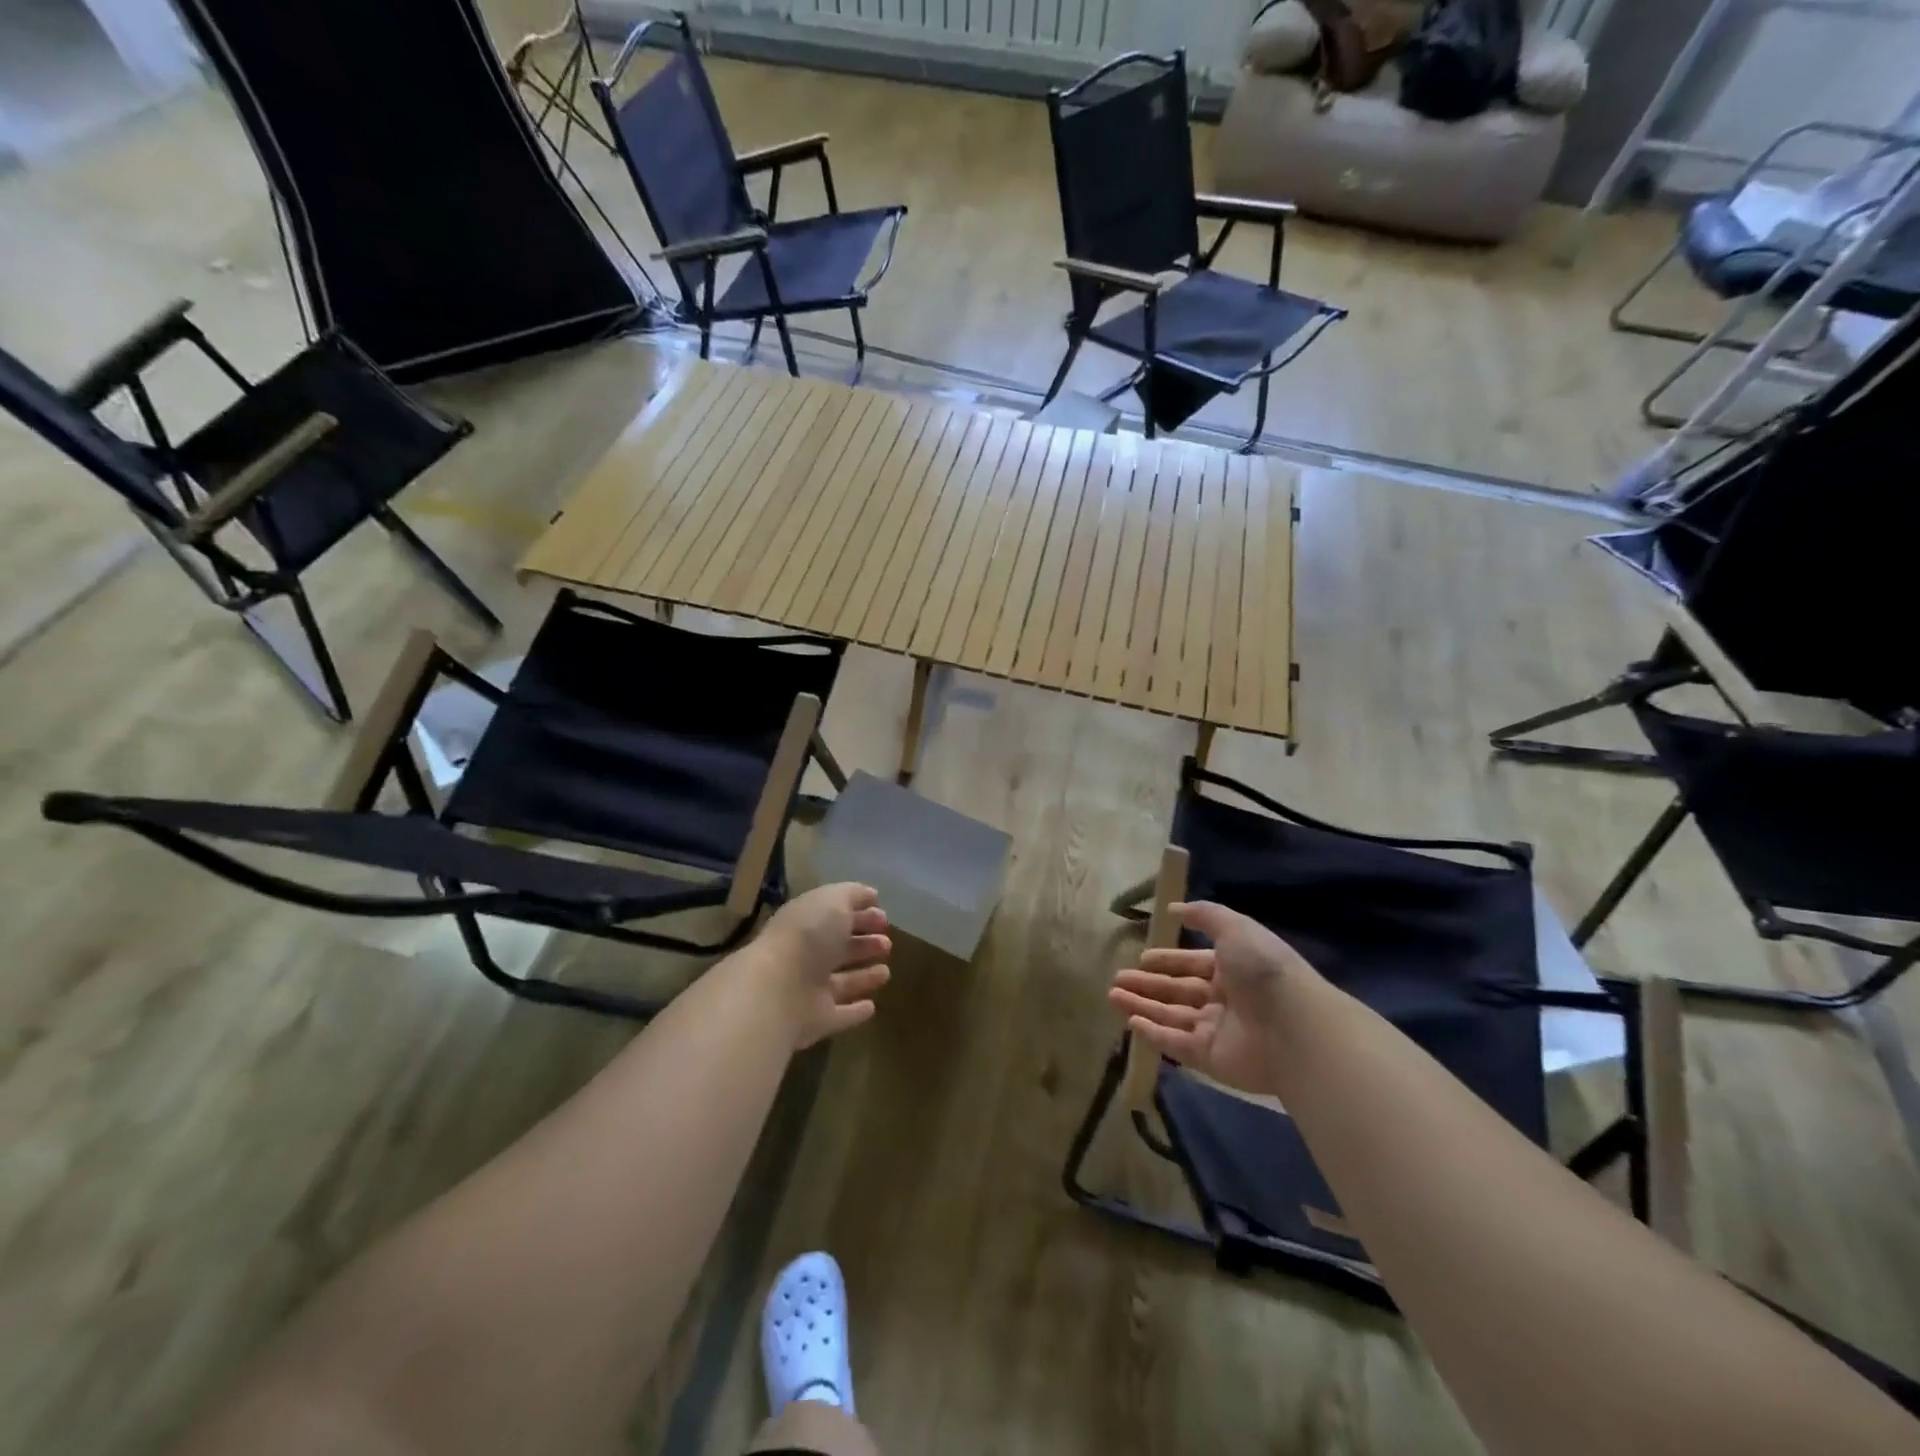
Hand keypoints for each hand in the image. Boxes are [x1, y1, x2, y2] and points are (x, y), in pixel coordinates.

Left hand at [757, 883, 892, 1048]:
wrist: (777, 990)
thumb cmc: (808, 936)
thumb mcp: (833, 900)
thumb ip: (853, 895)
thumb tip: (870, 895)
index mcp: (807, 923)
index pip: (836, 917)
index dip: (860, 914)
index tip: (884, 917)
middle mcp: (806, 956)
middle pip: (839, 949)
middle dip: (863, 944)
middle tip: (887, 943)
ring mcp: (810, 990)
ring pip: (841, 982)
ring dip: (863, 977)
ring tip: (886, 972)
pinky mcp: (817, 1021)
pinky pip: (840, 1015)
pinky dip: (855, 1012)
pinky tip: (872, 1007)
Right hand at [1107, 901, 1319, 1097]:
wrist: (1293, 1025)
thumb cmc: (1263, 969)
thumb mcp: (1235, 928)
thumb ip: (1205, 915)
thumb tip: (1174, 909)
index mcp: (1233, 969)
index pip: (1193, 964)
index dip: (1169, 960)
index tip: (1143, 958)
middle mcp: (1225, 1000)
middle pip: (1178, 991)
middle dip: (1148, 985)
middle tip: (1118, 979)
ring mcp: (1217, 1031)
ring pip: (1172, 1016)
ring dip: (1142, 1006)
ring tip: (1112, 996)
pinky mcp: (1210, 1059)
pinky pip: (1176, 1044)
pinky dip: (1153, 1034)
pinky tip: (1130, 1022)